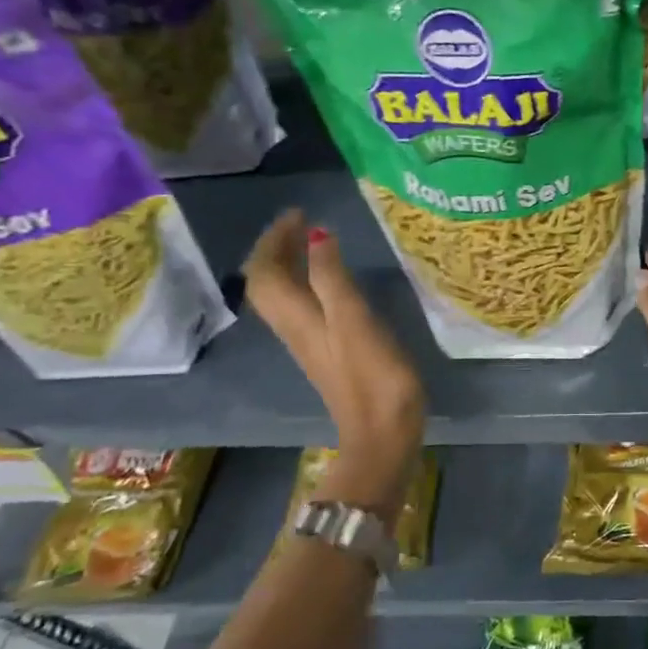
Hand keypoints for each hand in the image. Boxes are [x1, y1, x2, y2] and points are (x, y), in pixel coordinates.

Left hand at [243, 211, 425, 517]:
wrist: (382, 435)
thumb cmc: (373, 376)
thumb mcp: (355, 321)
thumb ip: (333, 278)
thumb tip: (317, 235)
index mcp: (297, 318)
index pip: (265, 272)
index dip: (274, 240)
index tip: (298, 213)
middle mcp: (296, 329)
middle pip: (269, 285)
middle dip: (278, 249)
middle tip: (303, 224)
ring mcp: (311, 345)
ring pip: (284, 297)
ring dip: (291, 266)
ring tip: (314, 244)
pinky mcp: (329, 355)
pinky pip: (304, 309)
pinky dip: (308, 285)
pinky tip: (332, 282)